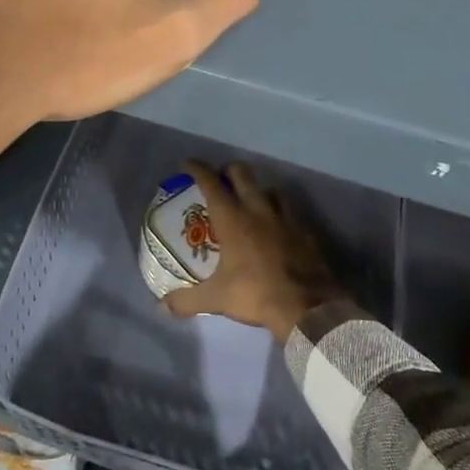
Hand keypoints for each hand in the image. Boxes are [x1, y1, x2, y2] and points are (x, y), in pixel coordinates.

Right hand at [163, 160, 345, 341]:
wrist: (307, 306)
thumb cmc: (256, 294)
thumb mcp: (217, 299)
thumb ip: (187, 300)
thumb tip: (162, 306)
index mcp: (232, 218)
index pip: (211, 182)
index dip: (198, 169)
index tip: (188, 163)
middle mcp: (257, 209)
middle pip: (242, 173)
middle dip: (228, 171)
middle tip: (219, 180)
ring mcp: (284, 217)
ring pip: (269, 188)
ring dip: (257, 189)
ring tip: (250, 200)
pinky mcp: (304, 230)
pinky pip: (290, 210)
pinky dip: (280, 211)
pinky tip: (277, 225)